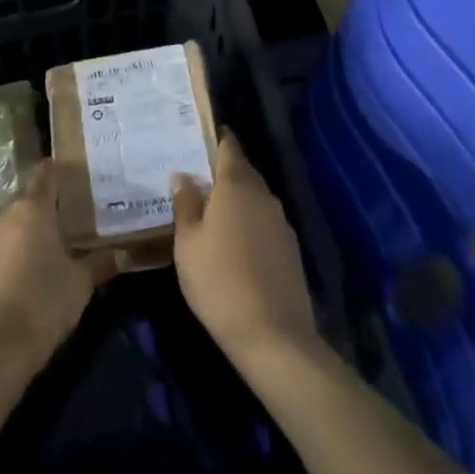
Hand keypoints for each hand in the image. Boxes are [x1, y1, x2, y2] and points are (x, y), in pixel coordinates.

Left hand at [0, 160, 112, 372]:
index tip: (73, 171)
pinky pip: (4, 248)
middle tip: (73, 215)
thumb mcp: (80, 283)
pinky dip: (19, 252)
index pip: (46, 175)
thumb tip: (121, 253)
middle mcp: (7, 216)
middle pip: (30, 200)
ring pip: (15, 225)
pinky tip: (34, 270)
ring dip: (32, 231)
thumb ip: (99, 263)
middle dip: (48, 205)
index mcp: (33, 208)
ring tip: (56, 244)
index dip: (58, 170)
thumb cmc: (43, 301)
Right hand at [171, 133, 321, 369]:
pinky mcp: (291, 249)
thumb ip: (185, 204)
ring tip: (213, 212)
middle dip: (224, 171)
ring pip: (256, 198)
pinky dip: (250, 224)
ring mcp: (281, 222)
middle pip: (243, 171)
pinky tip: (236, 244)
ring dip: (237, 200)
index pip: (229, 147)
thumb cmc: (218, 281)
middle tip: (198, 178)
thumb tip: (183, 175)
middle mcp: (263, 195)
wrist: (273, 336)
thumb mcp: (187, 243)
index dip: (216, 139)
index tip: (200, 137)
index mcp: (236, 185)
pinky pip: (265, 223)